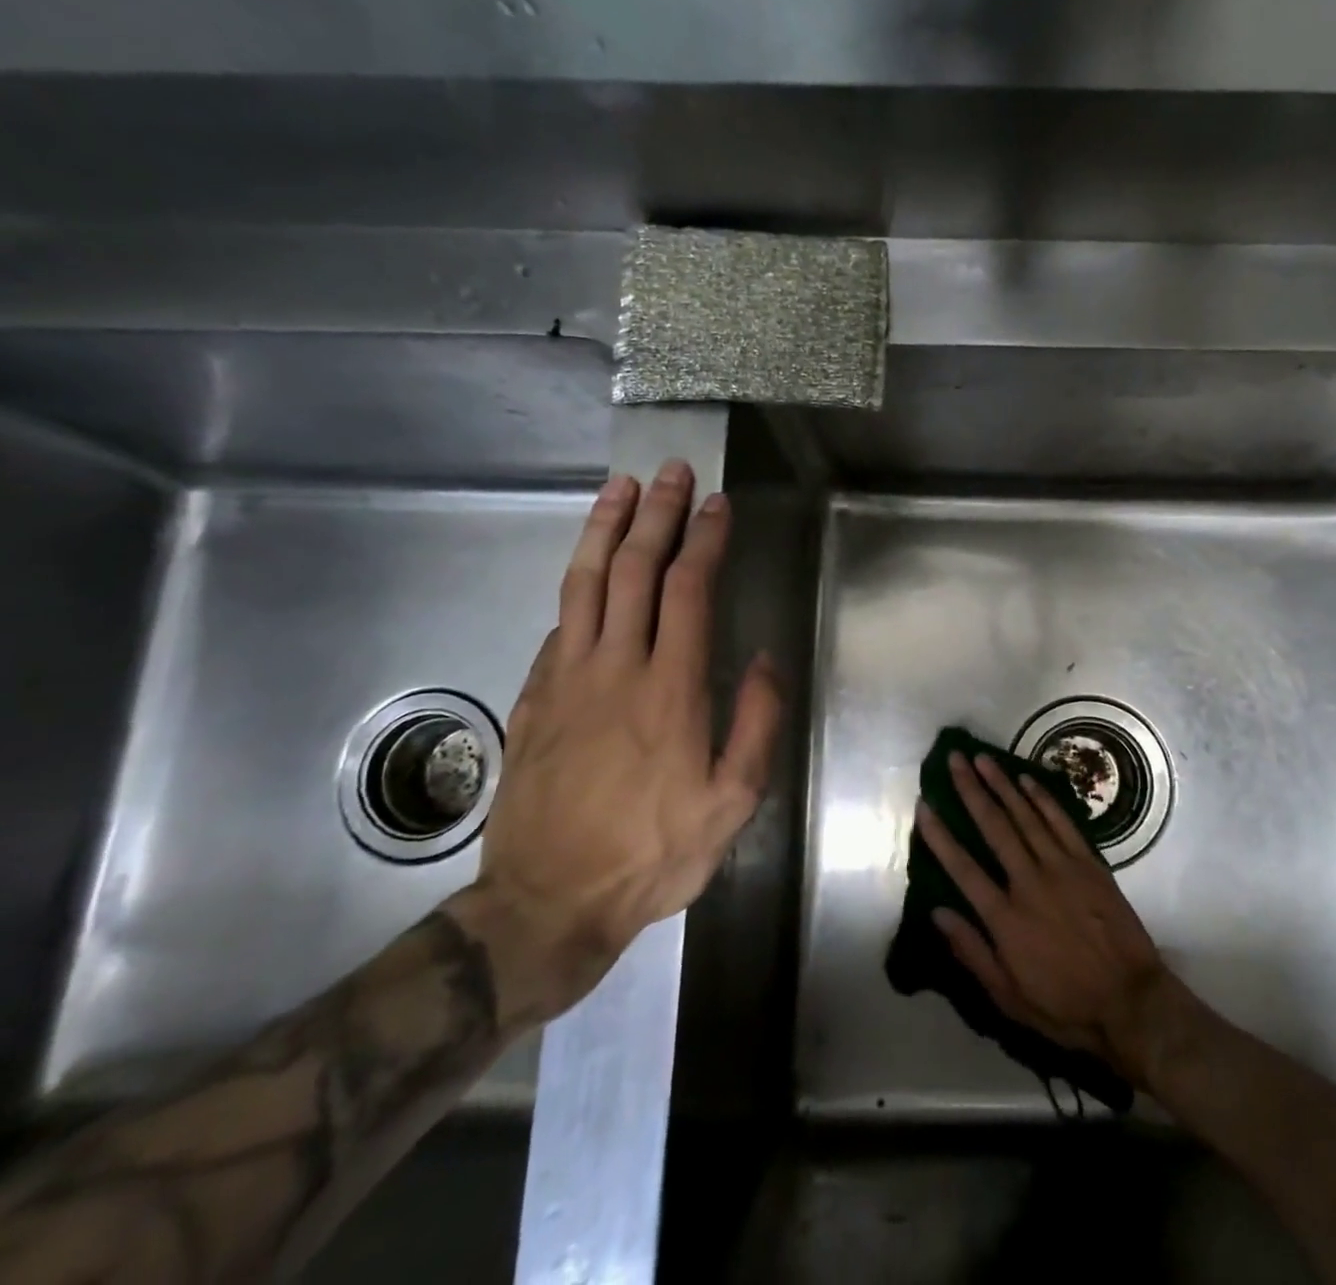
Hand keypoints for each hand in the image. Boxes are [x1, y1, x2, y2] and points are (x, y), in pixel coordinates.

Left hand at [449, 461, 781, 1023]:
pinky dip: (577, 585)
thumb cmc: (653, 852)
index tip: (717, 505)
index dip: (704, 540)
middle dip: (656, 515)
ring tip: (618, 489)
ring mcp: (566, 679)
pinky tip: (588, 570)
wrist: (548, 903)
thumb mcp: (732, 802)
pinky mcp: (534, 698)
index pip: (688, 590)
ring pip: (584, 584)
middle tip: (670, 472)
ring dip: (604, 530)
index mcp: (670, 689)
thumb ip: (755, 724)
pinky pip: (558, 624)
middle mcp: (615, 668)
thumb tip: (761, 659)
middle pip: (634, 570)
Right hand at [914, 751, 1173, 1075]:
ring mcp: (1062, 868)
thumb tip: (937, 912)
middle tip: (954, 760)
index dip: (940, 835)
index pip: (962, 867)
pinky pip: (1062, 822)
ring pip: (1025, 816)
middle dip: (970, 790)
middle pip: (993, 827)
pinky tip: (1026, 780)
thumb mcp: (1007, 997)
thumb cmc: (1064, 1006)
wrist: (1130, 1002)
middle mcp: (1028, 882)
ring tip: (982, 758)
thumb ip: (971, 952)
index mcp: (1005, 918)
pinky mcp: (1089, 864)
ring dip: (1002, 784)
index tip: (923, 805)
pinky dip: (1043, 799)